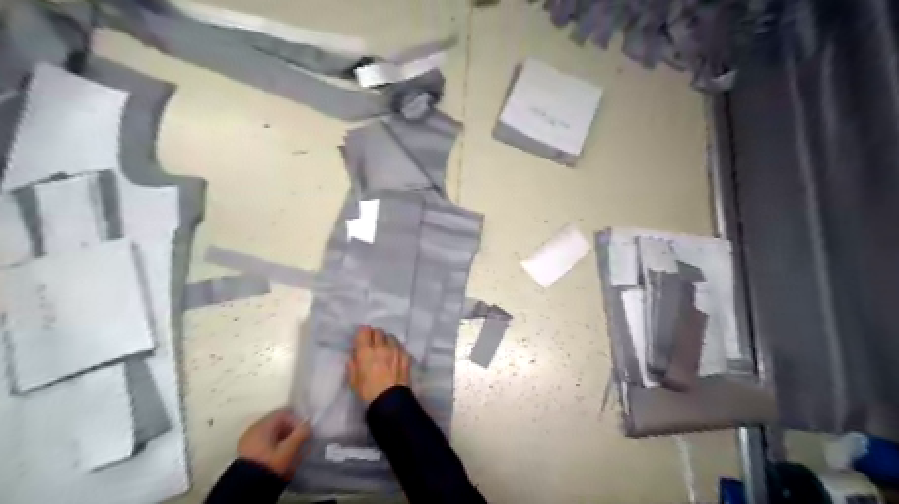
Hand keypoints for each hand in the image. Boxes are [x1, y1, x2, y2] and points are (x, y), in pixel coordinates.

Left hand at [237, 408, 311, 477]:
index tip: (303, 433)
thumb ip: (301, 434)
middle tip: (298, 442)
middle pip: (276, 422)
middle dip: (290, 430)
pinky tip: (277, 456)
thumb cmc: (269, 464)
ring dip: (282, 438)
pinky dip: (272, 445)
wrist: (245, 489)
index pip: (284, 412)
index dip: (296, 420)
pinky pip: (263, 441)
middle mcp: (253, 428)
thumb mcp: (289, 450)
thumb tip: (308, 424)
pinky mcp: (244, 451)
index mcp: (263, 424)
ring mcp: (247, 440)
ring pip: (270, 432)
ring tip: (289, 451)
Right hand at [347, 327, 409, 404]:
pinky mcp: (406, 355)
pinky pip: (399, 345)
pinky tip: (394, 356)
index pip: (364, 330)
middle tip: (372, 345)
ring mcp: (395, 349)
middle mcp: (381, 346)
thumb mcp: (353, 380)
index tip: (362, 339)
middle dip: (374, 336)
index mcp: (365, 351)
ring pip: (390, 336)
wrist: (390, 401)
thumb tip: (355, 356)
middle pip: (378, 331)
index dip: (362, 333)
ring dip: (386, 340)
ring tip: (385, 349)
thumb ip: (353, 364)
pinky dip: (395, 347)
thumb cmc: (368, 392)